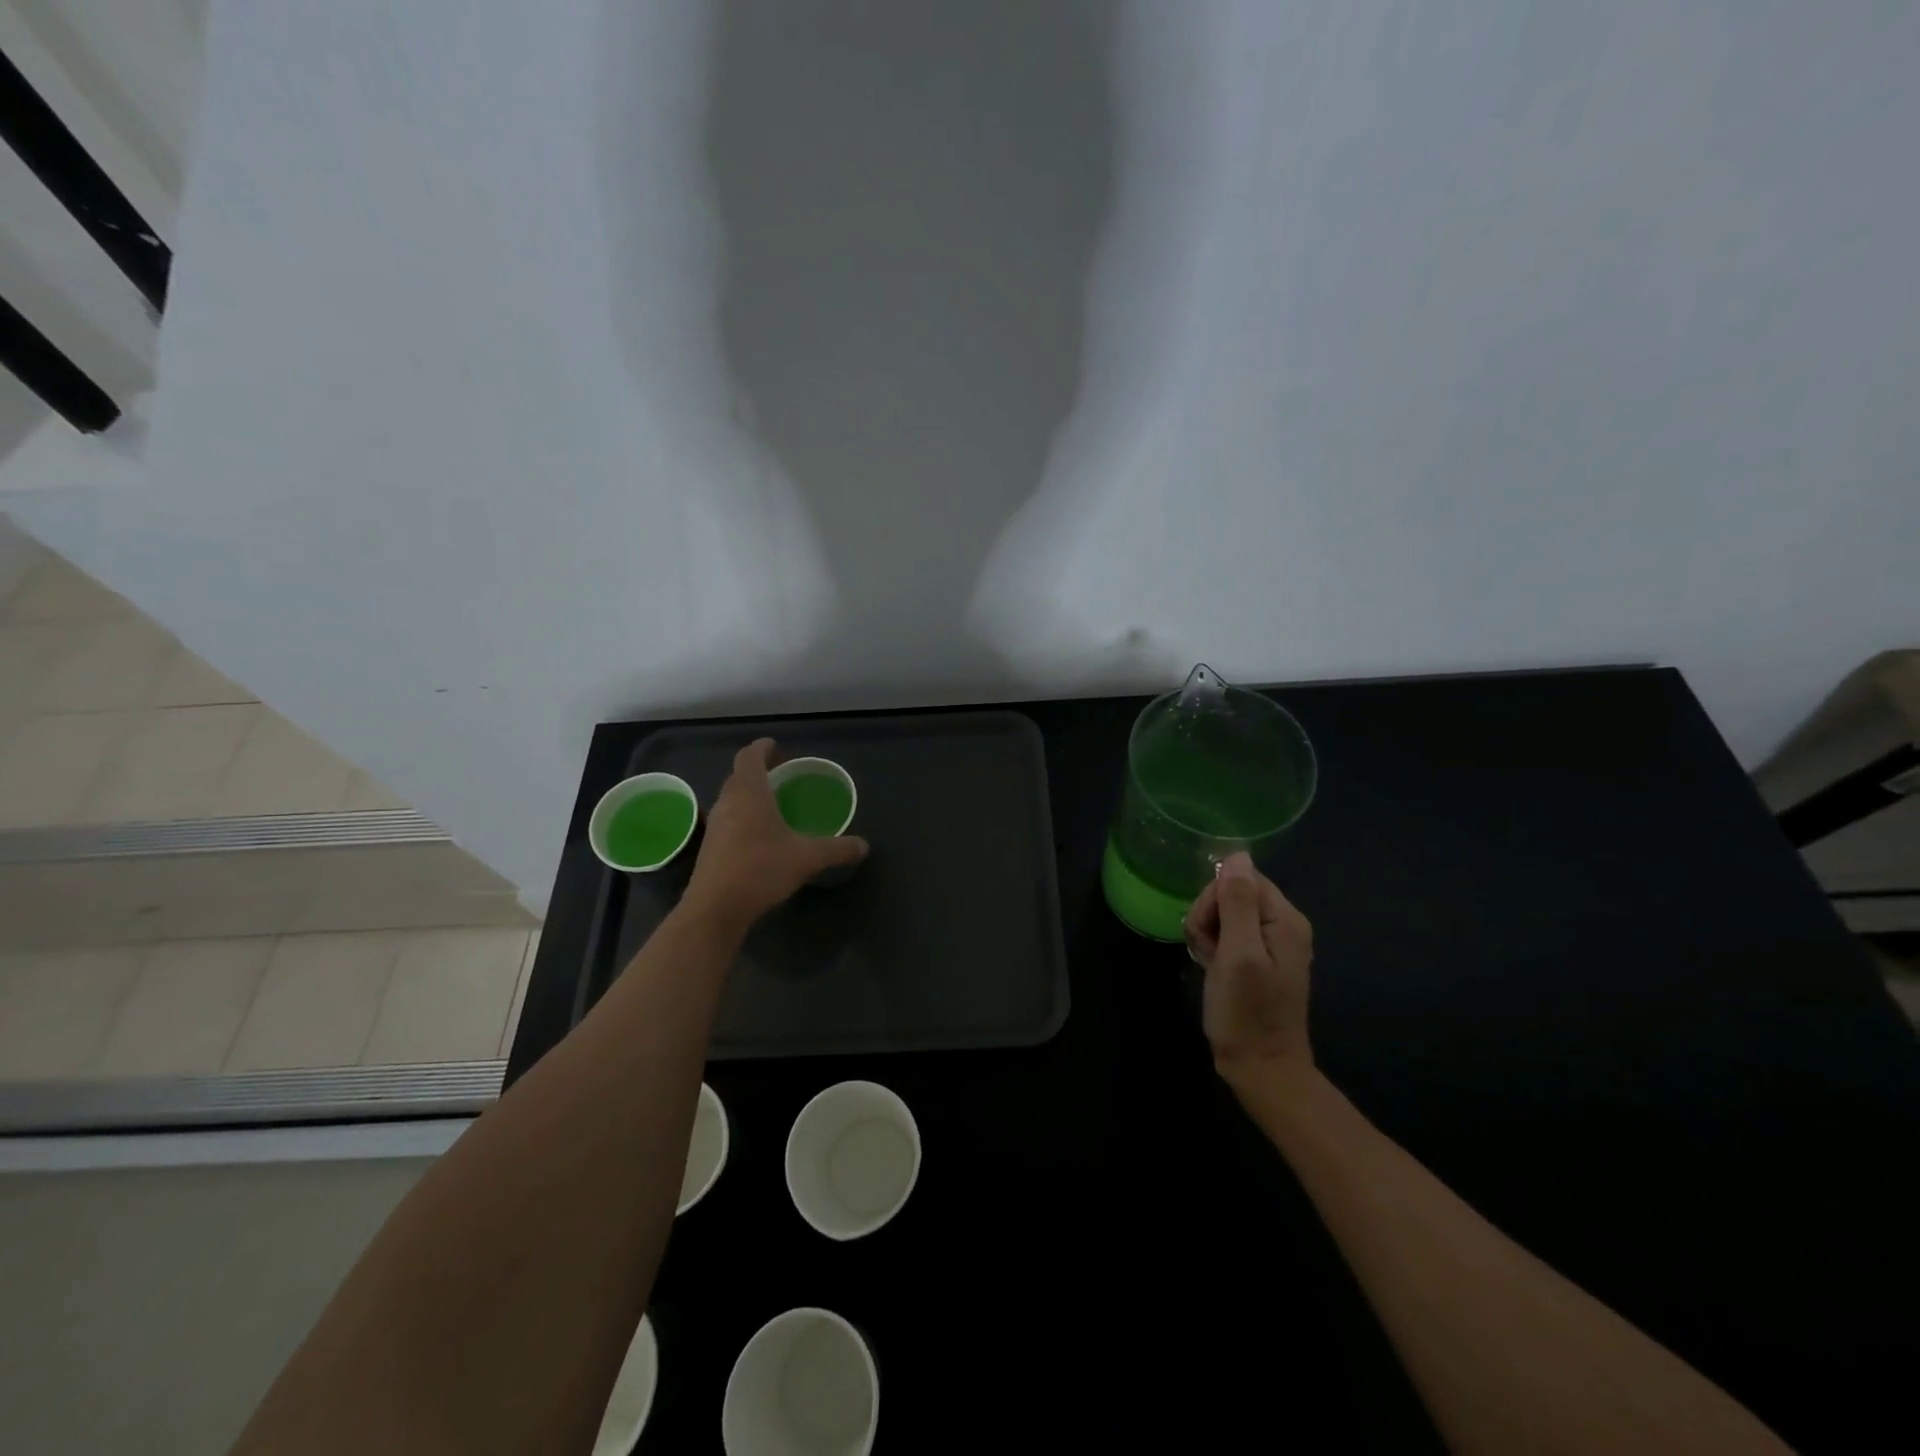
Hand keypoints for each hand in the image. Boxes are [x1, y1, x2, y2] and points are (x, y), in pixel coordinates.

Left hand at [684, 738, 868, 924]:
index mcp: (749, 793)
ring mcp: (714, 826)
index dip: (761, 748)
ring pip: (730, 799)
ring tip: (771, 804)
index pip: (749, 757)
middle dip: (757, 771)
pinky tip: (758, 836)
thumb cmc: (760, 870)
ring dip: (748, 795)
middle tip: (779, 775)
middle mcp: (727, 803)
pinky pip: (727, 820)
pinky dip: (742, 817)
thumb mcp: (807, 858)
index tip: (775, 746)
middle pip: (738, 776)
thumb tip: (864, 846)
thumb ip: (837, 849)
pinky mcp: (709, 848)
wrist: (715, 909)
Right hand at [1184, 852, 1314, 1081]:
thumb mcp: (1238, 954)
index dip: (1213, 901)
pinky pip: (1227, 933)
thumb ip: (1237, 902)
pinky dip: (1213, 948)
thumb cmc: (1247, 1014)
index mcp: (1285, 919)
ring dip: (1207, 934)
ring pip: (1223, 913)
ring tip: (1211, 965)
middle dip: (1208, 918)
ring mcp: (1271, 942)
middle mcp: (1283, 924)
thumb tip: (1237, 854)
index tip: (1211, 936)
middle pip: (1231, 892)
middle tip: (1210, 954)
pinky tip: (1213, 969)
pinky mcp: (1257, 958)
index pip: (1239, 878)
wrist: (1261, 1069)